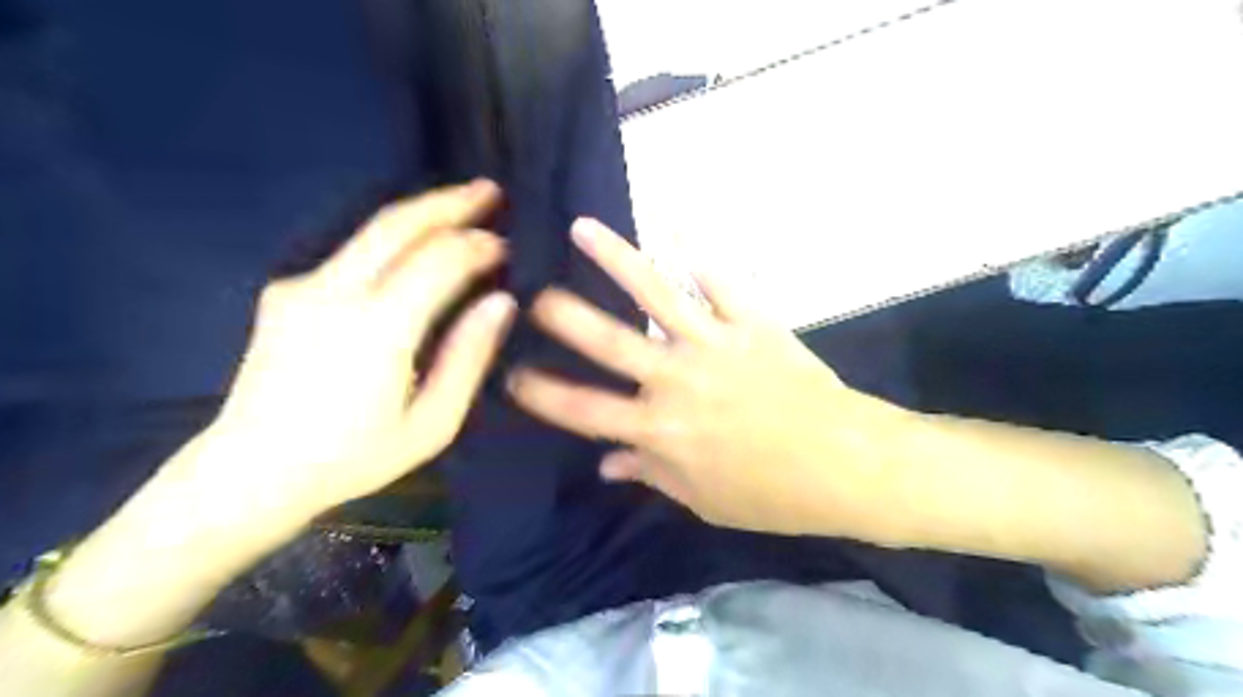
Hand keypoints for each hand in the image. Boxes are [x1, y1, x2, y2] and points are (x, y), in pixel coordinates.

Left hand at [203, 184, 515, 518]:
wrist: (250, 473)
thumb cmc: (354, 458)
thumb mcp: (432, 423)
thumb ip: (468, 357)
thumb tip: (501, 302)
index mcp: (379, 328)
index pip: (439, 261)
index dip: (478, 246)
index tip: (506, 246)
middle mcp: (336, 292)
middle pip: (398, 224)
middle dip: (449, 202)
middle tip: (489, 190)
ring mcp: (303, 287)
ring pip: (371, 230)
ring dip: (420, 213)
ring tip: (460, 206)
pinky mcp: (286, 292)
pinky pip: (351, 254)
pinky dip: (392, 241)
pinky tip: (414, 249)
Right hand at [506, 222, 910, 535]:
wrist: (844, 465)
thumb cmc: (770, 494)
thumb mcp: (703, 500)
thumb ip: (651, 475)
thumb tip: (607, 463)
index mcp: (660, 431)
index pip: (583, 411)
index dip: (542, 393)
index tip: (512, 374)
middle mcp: (675, 380)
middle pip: (609, 341)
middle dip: (564, 315)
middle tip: (533, 294)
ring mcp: (714, 343)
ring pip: (657, 293)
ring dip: (616, 258)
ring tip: (584, 228)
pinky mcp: (752, 322)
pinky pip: (721, 282)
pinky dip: (701, 255)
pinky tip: (679, 227)